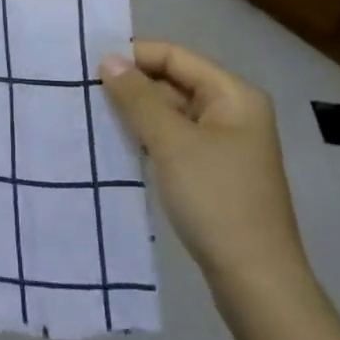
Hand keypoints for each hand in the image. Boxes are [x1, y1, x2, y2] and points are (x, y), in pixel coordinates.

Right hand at [100, 41, 312, 316]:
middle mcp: (232, 112)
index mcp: (233, 95)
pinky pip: (175, 141)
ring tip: (94, 115)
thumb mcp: (171, 142)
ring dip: (137, 114)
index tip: (90, 67)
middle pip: (174, 82)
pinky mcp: (214, 173)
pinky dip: (148, 139)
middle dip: (132, 86)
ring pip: (171, 113)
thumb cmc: (216, 199)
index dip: (134, 56)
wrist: (256, 282)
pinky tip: (119, 145)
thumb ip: (138, 97)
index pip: (175, 56)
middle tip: (84, 92)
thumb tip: (108, 59)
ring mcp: (225, 145)